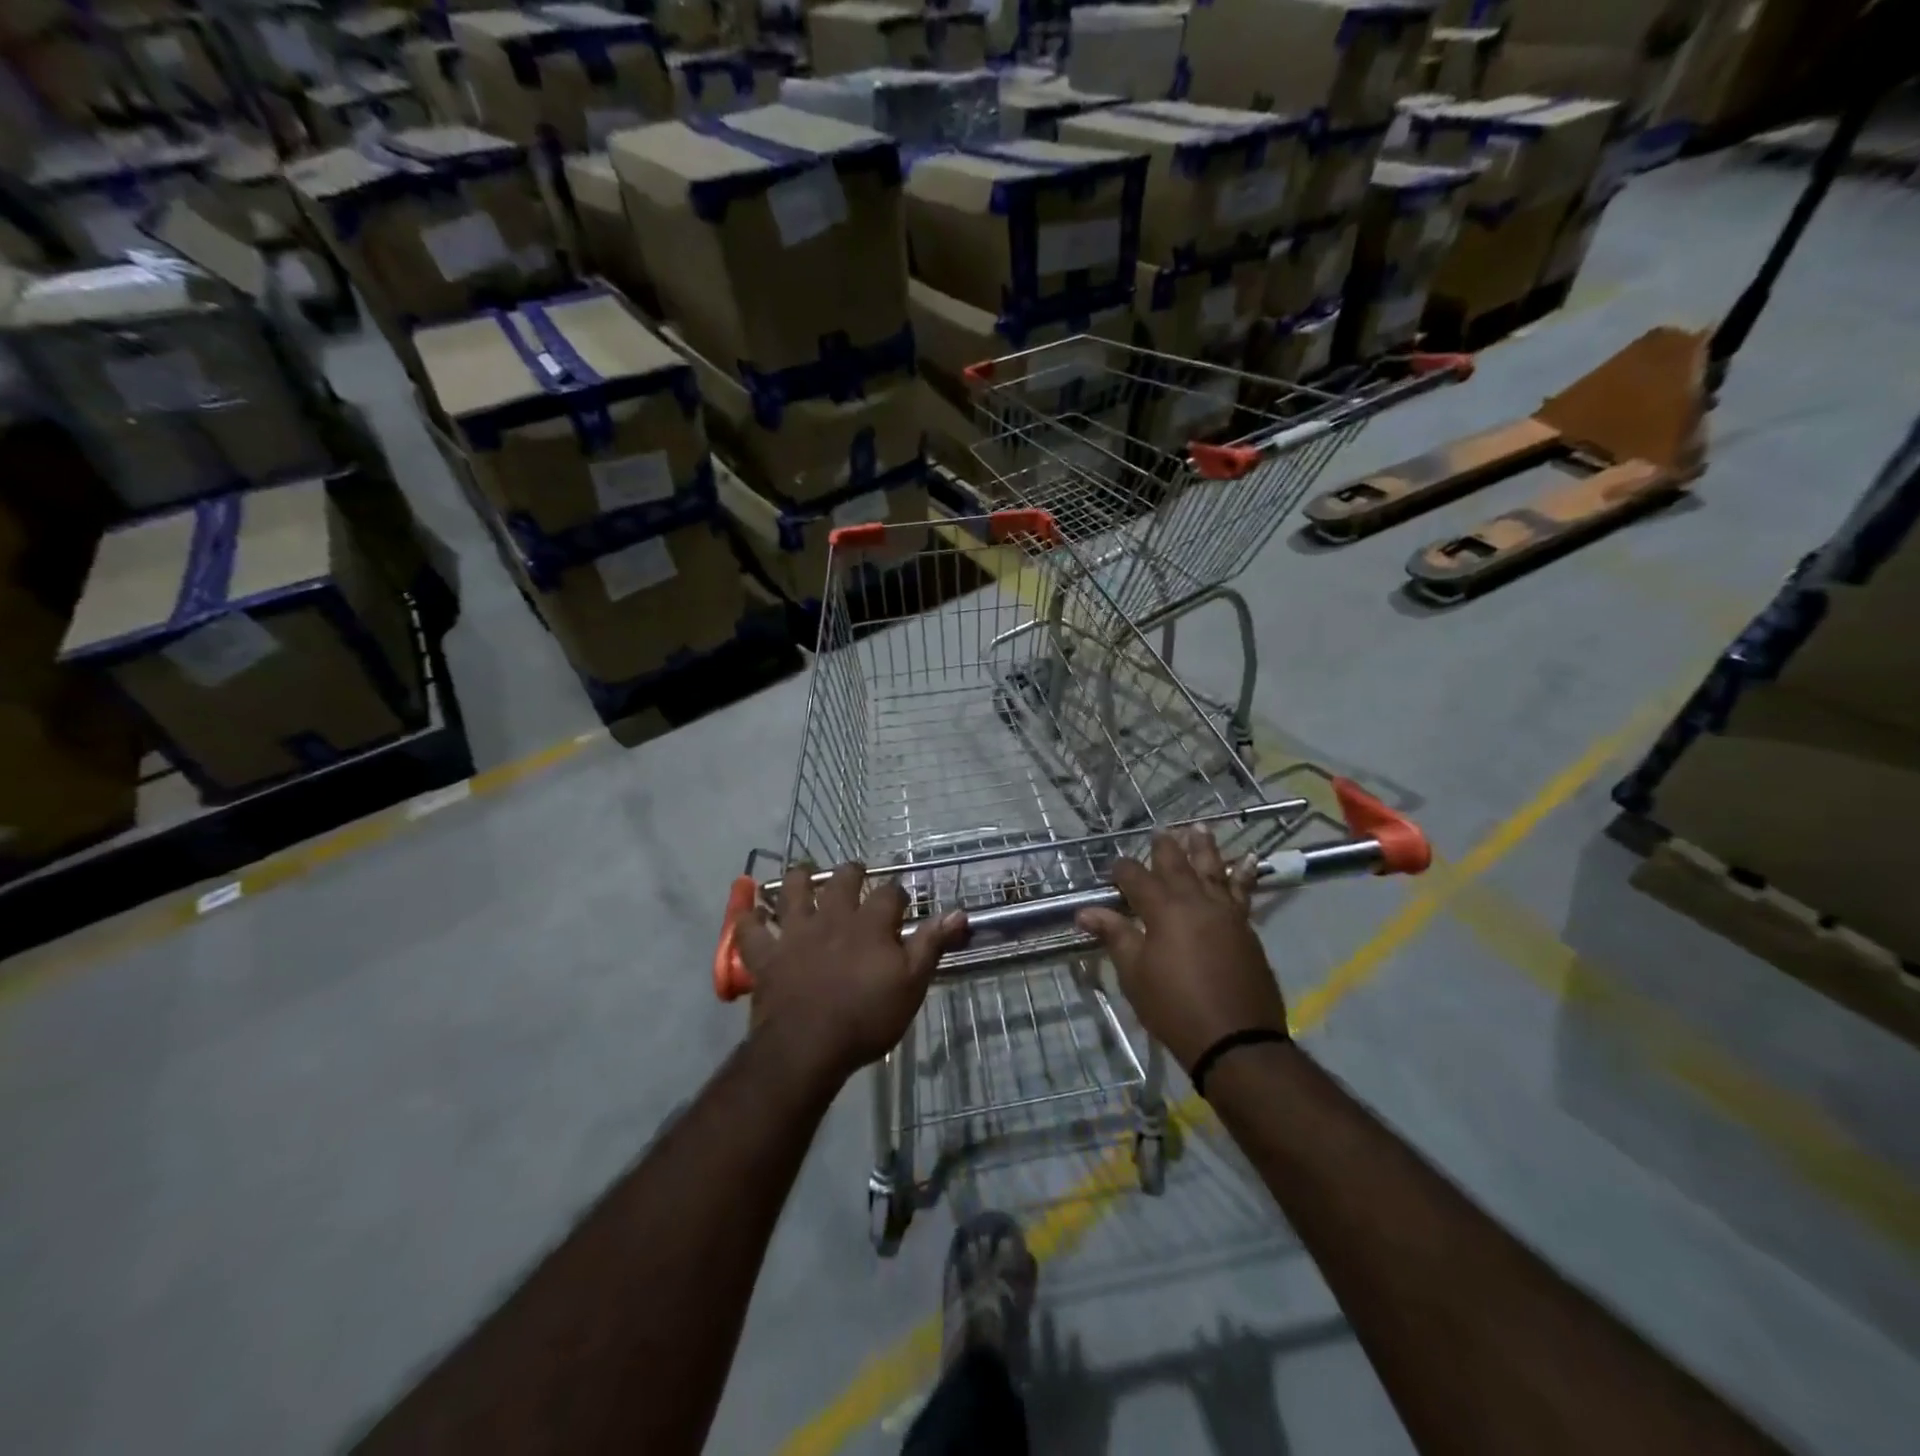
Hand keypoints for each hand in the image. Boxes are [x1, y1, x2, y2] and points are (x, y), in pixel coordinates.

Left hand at [736, 862, 967, 1086]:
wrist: (808, 1046)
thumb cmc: (866, 1017)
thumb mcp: (911, 984)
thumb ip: (931, 944)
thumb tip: (959, 911)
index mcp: (870, 924)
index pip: (890, 893)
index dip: (898, 893)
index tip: (901, 899)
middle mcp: (832, 918)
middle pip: (842, 880)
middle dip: (851, 873)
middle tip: (855, 873)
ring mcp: (795, 933)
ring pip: (793, 891)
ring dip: (798, 878)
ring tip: (803, 873)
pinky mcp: (766, 955)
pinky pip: (750, 930)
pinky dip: (748, 918)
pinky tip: (748, 910)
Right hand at [1076, 828, 1285, 1070]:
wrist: (1236, 1040)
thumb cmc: (1174, 1007)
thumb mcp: (1135, 974)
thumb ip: (1115, 936)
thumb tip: (1085, 911)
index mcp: (1163, 910)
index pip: (1136, 878)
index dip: (1122, 870)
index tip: (1113, 867)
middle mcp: (1196, 901)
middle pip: (1178, 865)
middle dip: (1165, 848)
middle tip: (1160, 831)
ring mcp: (1226, 913)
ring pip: (1214, 870)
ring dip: (1205, 848)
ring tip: (1200, 828)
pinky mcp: (1246, 929)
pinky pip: (1244, 892)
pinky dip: (1244, 874)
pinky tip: (1249, 862)